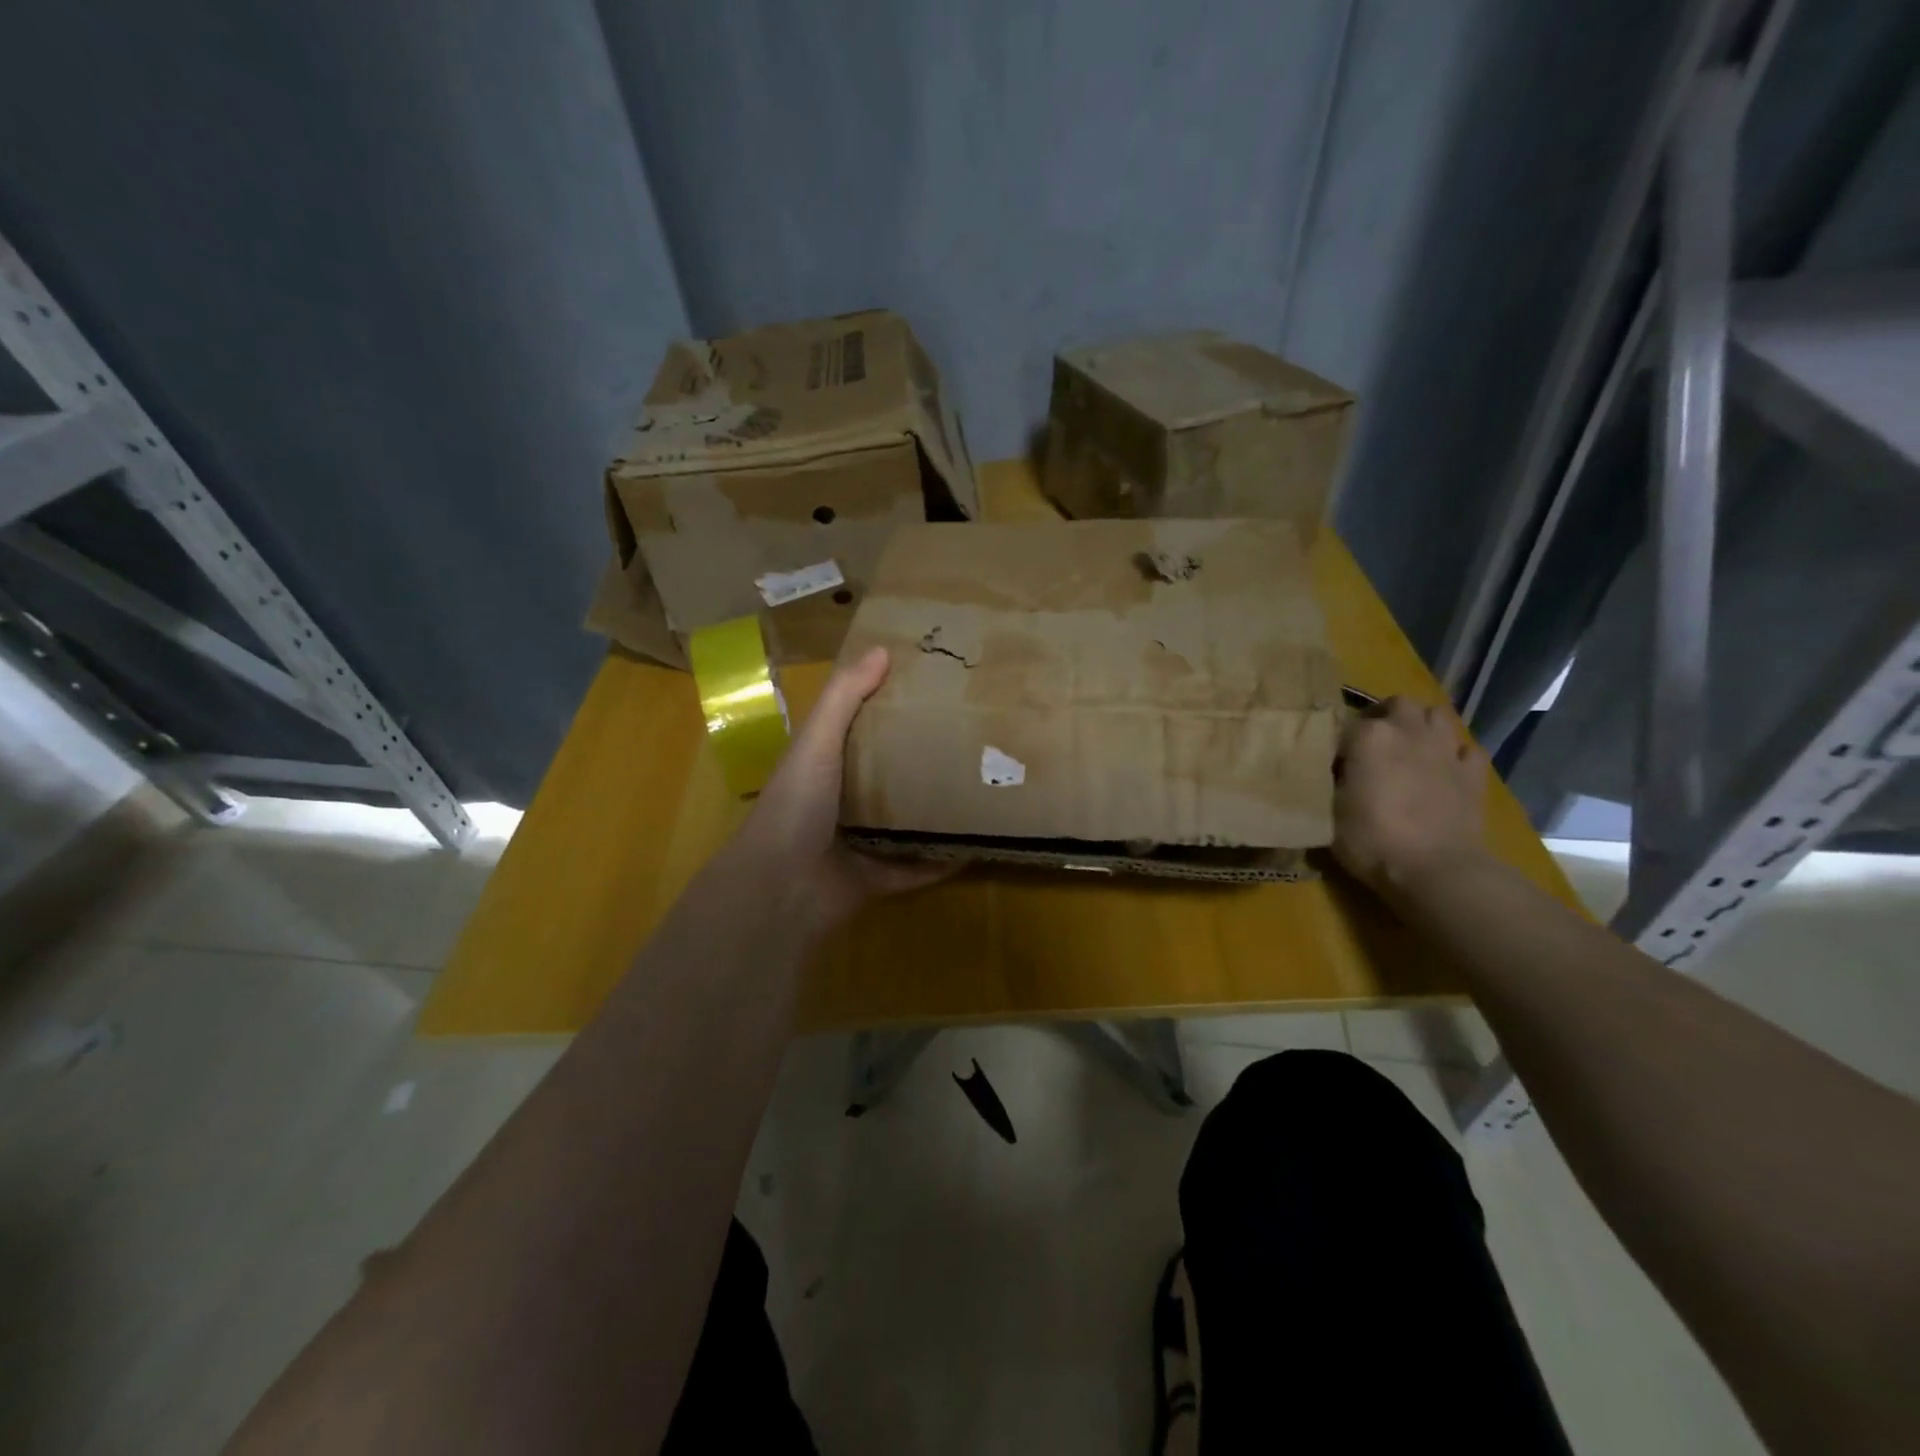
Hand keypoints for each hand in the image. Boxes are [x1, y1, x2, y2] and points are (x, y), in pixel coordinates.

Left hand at [726, 646, 952, 932]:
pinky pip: (916, 869)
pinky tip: (975, 845)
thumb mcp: (817, 741)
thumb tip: (882, 649)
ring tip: (977, 788)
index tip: (929, 690)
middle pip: (886, 777)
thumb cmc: (796, 805)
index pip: (858, 730)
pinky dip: (941, 861)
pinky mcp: (875, 880)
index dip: (888, 709)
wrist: (781, 887)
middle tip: (968, 738)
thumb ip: (844, 697)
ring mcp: (858, 845)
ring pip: (904, 823)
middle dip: (919, 760)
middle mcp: (840, 803)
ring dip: (933, 811)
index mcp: (824, 766)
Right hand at [1333, 696, 1488, 896]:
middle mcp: (1409, 731)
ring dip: (1421, 725)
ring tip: (1408, 747)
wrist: (1436, 871)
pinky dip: (1454, 754)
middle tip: (1370, 742)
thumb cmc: (1371, 840)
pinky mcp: (1474, 774)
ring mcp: (1446, 750)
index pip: (1343, 723)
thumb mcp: (1328, 811)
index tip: (1328, 762)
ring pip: (1437, 715)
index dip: (1334, 741)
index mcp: (1368, 737)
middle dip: (1384, 716)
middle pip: (1397, 704)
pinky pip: (1466, 749)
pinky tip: (1443, 769)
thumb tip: (1330, 770)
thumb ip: (1329, 780)